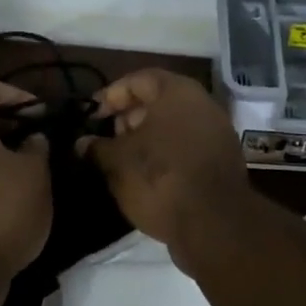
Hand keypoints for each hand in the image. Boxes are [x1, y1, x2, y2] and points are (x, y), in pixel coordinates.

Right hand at [81, 69, 253, 259]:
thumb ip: (98, 147)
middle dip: (129, 116)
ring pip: (174, 125)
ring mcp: (217, 133)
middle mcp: (202, 105)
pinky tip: (146, 174)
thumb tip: (82, 143)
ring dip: (147, 137)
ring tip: (122, 159)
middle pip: (159, 101)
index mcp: (177, 93)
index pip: (139, 79)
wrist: (214, 225)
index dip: (112, 94)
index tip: (92, 115)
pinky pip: (187, 146)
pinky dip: (166, 153)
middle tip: (107, 137)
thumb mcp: (118, 162)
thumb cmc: (160, 179)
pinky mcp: (223, 161)